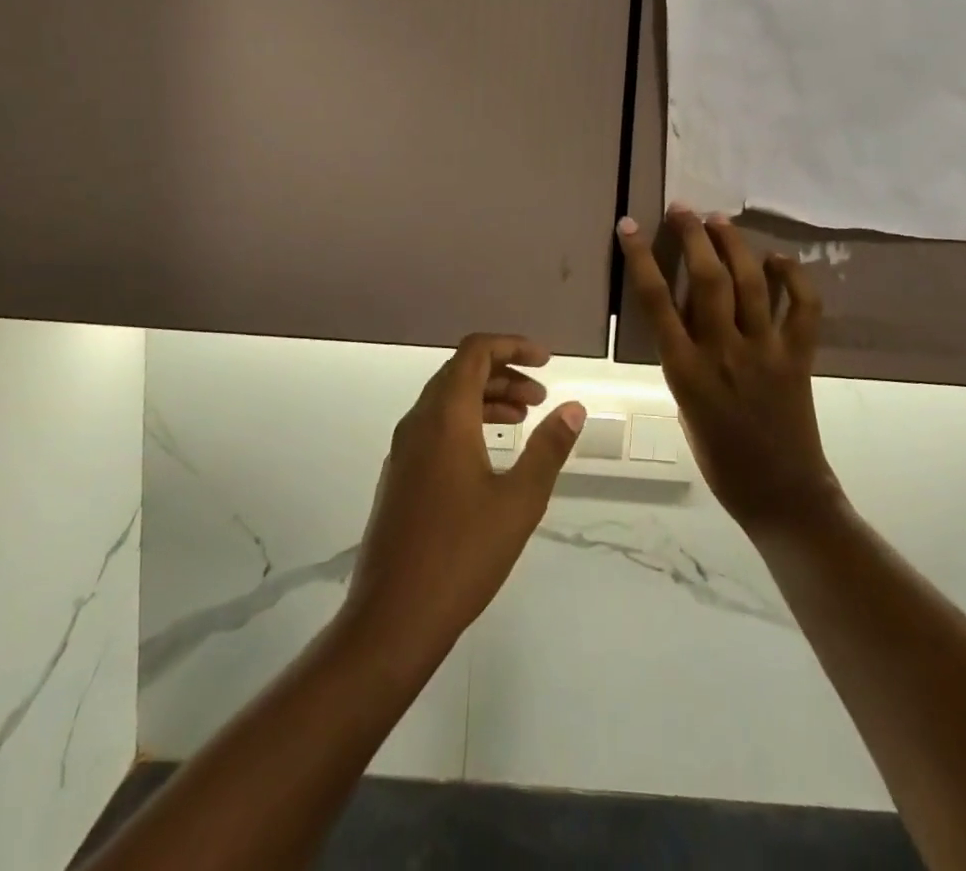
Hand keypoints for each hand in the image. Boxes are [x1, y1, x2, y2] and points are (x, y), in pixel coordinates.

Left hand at [344, 334, 585, 664]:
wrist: (391, 619)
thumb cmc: (462, 554)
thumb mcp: (519, 500)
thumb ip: (548, 448)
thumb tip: (573, 407)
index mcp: (445, 417)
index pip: (475, 351)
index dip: (513, 345)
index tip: (547, 362)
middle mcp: (418, 422)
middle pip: (460, 372)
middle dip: (504, 374)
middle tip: (540, 398)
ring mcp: (403, 450)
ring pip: (446, 401)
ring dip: (486, 399)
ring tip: (522, 421)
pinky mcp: (398, 476)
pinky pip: (434, 427)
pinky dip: (466, 423)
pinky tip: (489, 456)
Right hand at [617, 205, 838, 532]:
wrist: (781, 494)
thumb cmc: (720, 458)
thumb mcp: (684, 406)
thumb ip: (684, 358)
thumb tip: (688, 318)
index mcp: (685, 370)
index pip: (655, 301)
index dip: (640, 257)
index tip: (629, 226)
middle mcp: (723, 352)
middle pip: (706, 279)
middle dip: (693, 236)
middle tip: (683, 209)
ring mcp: (765, 351)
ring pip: (750, 283)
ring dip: (733, 244)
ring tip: (719, 220)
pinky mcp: (799, 356)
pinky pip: (803, 307)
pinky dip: (794, 277)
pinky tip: (778, 259)